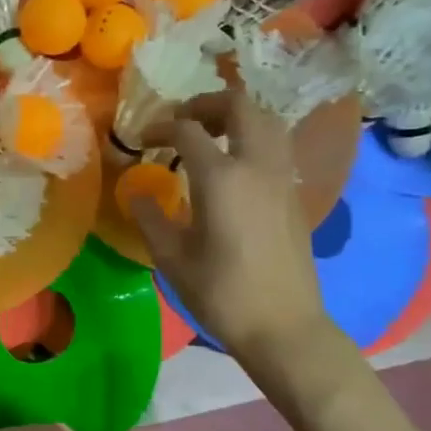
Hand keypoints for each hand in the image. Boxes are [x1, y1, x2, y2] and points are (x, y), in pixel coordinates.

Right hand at [131, 84, 339, 367]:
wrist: (283, 326)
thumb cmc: (221, 293)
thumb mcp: (172, 257)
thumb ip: (150, 217)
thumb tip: (135, 192)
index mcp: (222, 177)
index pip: (187, 129)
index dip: (160, 127)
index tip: (142, 139)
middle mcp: (257, 166)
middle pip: (240, 106)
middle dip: (206, 104)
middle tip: (181, 121)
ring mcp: (282, 178)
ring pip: (267, 121)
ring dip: (236, 116)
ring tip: (209, 136)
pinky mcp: (294, 195)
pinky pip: (276, 146)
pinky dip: (253, 138)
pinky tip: (232, 166)